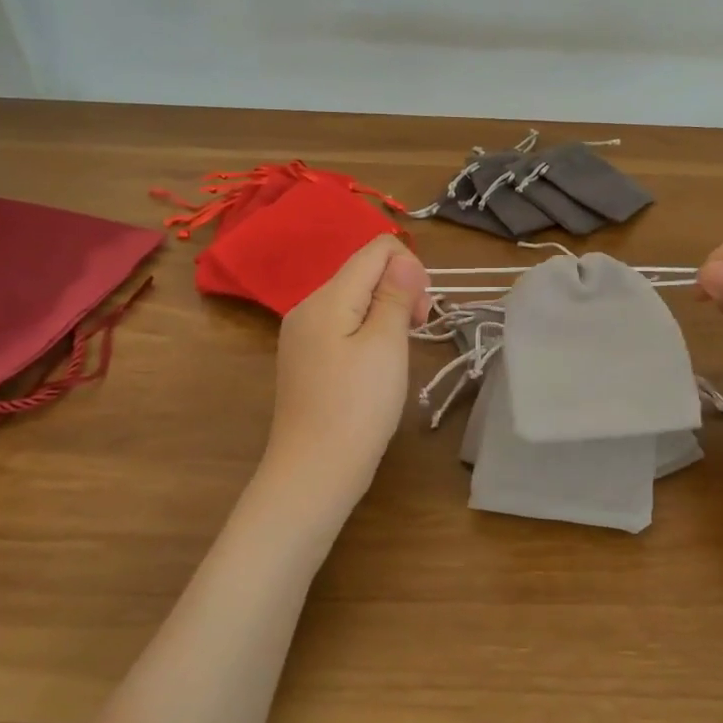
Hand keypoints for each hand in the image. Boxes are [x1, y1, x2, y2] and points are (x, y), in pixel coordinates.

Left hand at [259, 236, 429, 520]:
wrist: (313, 472)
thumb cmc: (357, 407)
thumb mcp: (387, 344)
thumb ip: (396, 294)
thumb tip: (404, 257)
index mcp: (327, 297)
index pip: (375, 249)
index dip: (409, 267)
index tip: (420, 312)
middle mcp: (308, 306)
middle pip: (364, 272)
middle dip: (399, 290)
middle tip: (415, 333)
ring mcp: (302, 334)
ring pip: (355, 300)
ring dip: (386, 314)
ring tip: (397, 354)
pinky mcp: (305, 358)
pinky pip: (343, 325)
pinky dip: (367, 333)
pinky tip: (375, 367)